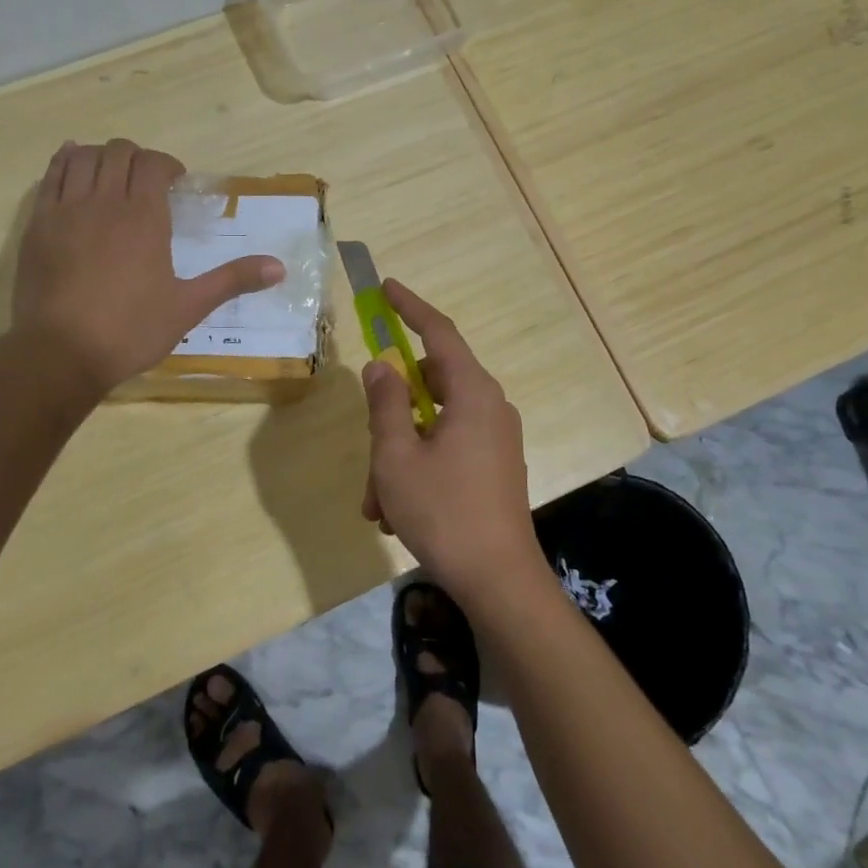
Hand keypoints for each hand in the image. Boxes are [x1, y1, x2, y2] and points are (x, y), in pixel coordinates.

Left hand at [12, 140, 284, 395]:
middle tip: (147, 181)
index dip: (167, 165)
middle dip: (137, 158)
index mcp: (143, 216)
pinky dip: (64, 162)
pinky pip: (50, 176)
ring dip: (101, 156)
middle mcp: (104, 201)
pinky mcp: (37, 224)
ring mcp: (65, 210)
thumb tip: (280, 268)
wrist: (60, 354)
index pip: (153, 164)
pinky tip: (73, 167)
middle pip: (118, 152)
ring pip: (82, 157)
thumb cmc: (130, 330)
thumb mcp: (189, 307)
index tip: (176, 182)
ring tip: (112, 174)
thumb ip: (233, 280)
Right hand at [360, 281, 545, 609]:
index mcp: (473, 393)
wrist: (499, 580)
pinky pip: (448, 449)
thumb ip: (385, 403)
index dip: (410, 307)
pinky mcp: (495, 466)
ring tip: (378, 501)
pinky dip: (419, 466)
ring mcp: (496, 438)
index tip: (386, 287)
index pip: (439, 332)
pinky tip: (397, 512)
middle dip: (391, 415)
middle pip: (430, 385)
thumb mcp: (396, 456)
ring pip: (433, 425)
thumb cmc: (443, 511)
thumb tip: (381, 366)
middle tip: (368, 450)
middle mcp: (490, 407)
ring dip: (398, 452)